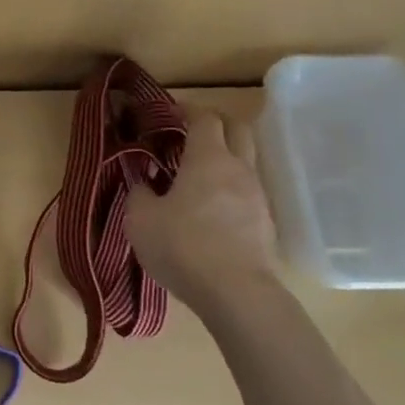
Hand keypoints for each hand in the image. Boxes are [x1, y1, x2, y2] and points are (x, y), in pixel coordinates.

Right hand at [126, 109, 278, 307]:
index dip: (187, 110)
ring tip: (196, 175)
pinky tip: (211, 208)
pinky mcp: (265, 224)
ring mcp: (257, 196)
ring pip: (245, 161)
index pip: (204, 117)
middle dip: (215, 123)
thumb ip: (139, 192)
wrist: (237, 295)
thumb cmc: (183, 246)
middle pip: (237, 128)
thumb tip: (142, 181)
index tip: (169, 113)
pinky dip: (230, 188)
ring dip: (224, 158)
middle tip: (190, 133)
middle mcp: (238, 169)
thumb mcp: (141, 219)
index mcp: (207, 158)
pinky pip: (247, 191)